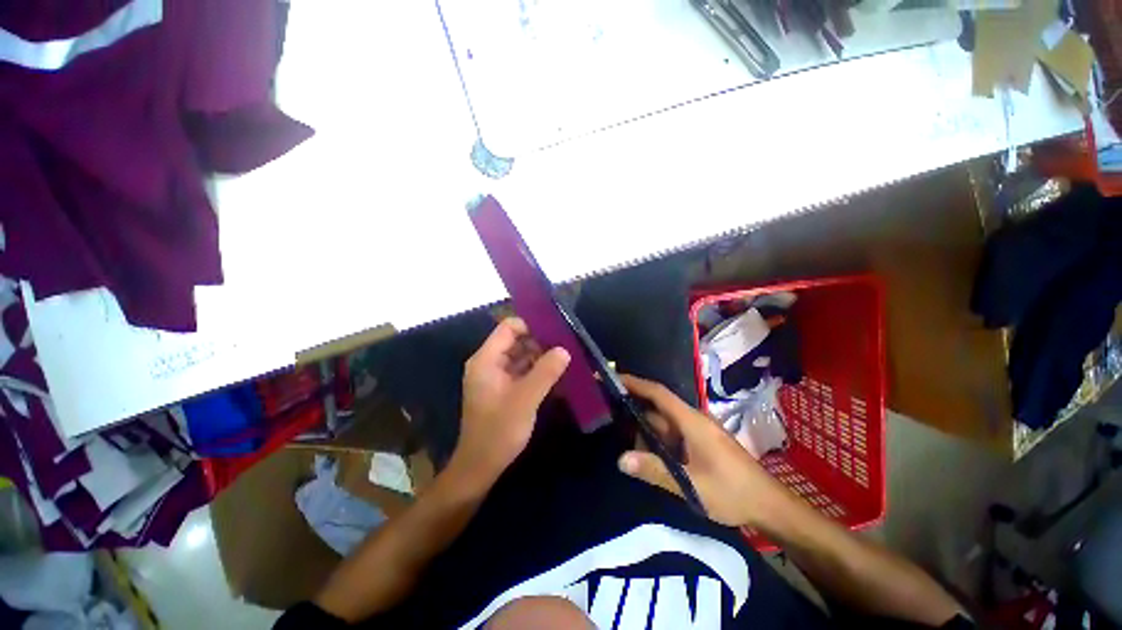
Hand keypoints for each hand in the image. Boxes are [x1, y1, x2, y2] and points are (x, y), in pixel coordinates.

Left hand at [451, 317, 569, 492]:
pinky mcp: (505, 389)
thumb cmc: (498, 431)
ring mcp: (497, 376)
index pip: (509, 328)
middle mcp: (490, 363)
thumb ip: (545, 372)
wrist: (481, 467)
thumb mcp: (525, 400)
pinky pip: (523, 371)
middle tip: (567, 344)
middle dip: (541, 342)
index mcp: (486, 360)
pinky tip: (558, 374)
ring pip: (522, 356)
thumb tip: (564, 349)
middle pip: (517, 341)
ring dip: (542, 357)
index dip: (531, 325)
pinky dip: (539, 371)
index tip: (556, 330)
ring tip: (568, 357)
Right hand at [617, 375, 790, 527]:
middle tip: (609, 418)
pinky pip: (672, 436)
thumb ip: (654, 470)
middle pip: (657, 409)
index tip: (613, 378)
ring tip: (625, 445)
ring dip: (646, 433)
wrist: (769, 505)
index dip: (635, 383)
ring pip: (664, 425)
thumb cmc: (731, 491)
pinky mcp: (700, 444)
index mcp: (691, 421)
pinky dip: (657, 442)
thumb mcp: (690, 483)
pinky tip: (647, 456)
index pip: (658, 393)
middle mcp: (692, 420)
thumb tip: (620, 459)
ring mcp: (697, 432)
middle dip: (635, 414)